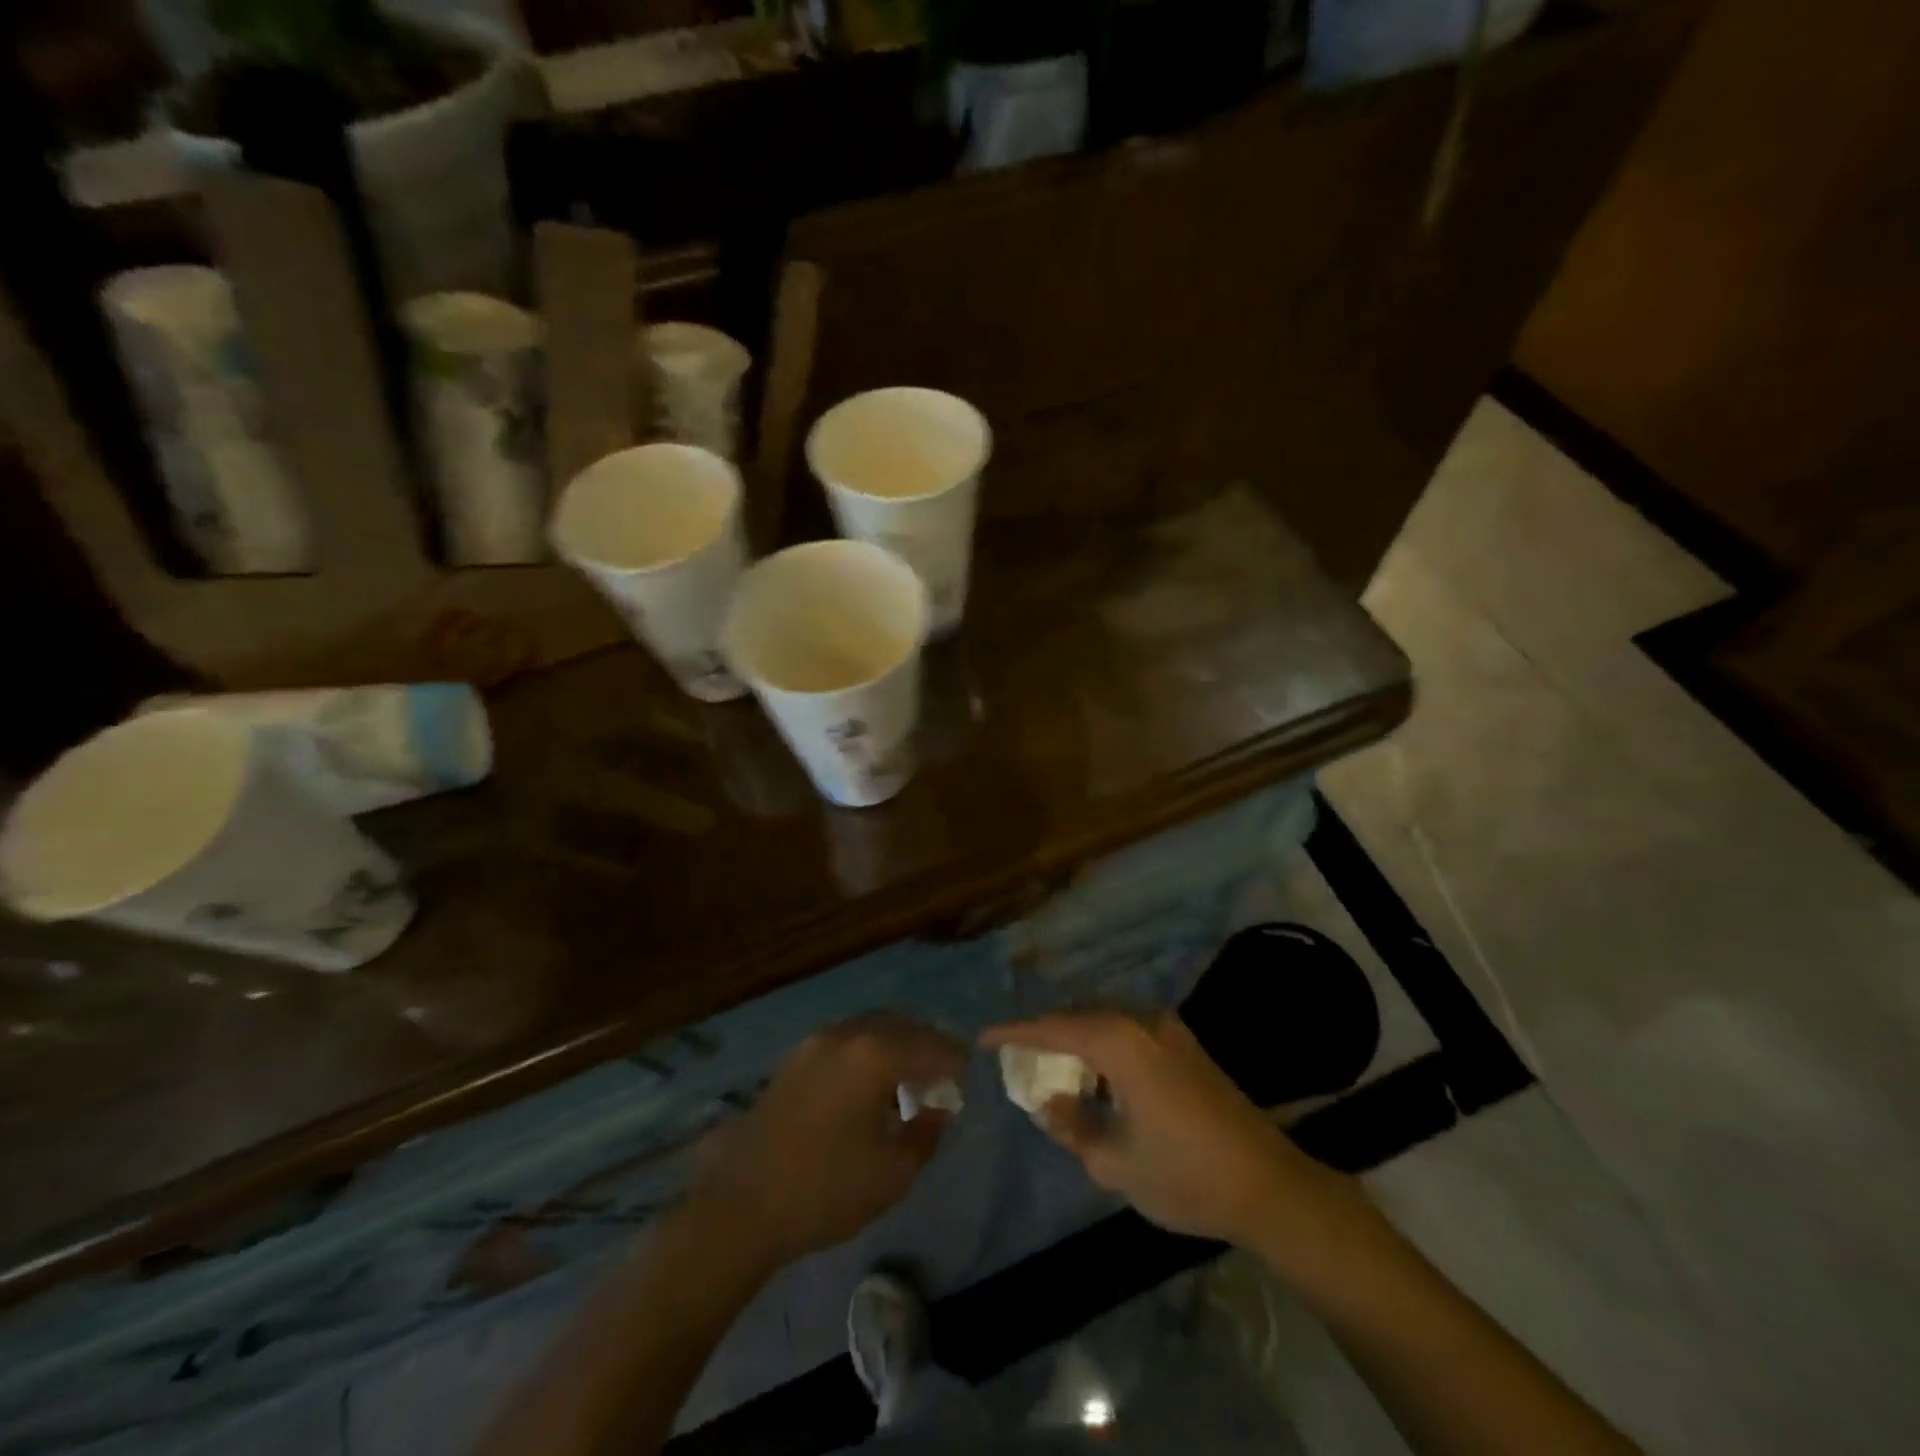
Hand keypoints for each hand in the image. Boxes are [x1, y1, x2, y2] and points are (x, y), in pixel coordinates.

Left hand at [687, 1013, 966, 1270]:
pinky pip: (847, 1041)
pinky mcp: (796, 1058)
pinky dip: (869, 1052)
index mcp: (875, 1054)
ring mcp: (816, 1042)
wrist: (742, 1203)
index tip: (967, 1079)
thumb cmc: (825, 1189)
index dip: (954, 1061)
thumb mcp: (891, 1173)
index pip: (931, 1045)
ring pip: (871, 1028)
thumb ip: (925, 1135)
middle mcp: (847, 1035)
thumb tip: (939, 1110)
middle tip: (943, 1074)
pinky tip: (871, 1085)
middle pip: (901, 1026)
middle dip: (927, 1045)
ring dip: (896, 1046)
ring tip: (909, 1079)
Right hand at [982, 1010, 1335, 1245]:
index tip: (984, 1038)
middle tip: (1017, 1054)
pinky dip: (1103, 1043)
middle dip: (1046, 1031)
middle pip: (1080, 1014)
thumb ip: (1072, 1126)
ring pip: (1105, 1019)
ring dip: (1076, 1036)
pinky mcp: (1185, 1043)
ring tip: (1052, 1063)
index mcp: (1121, 1043)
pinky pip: (1128, 1029)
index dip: (1016, 1032)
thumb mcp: (1115, 1161)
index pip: (1055, 1027)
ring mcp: (1169, 1029)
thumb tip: (1049, 1101)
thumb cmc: (1186, 1175)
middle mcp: (1143, 1021)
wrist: (1270, 1185)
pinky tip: (1097, 1073)